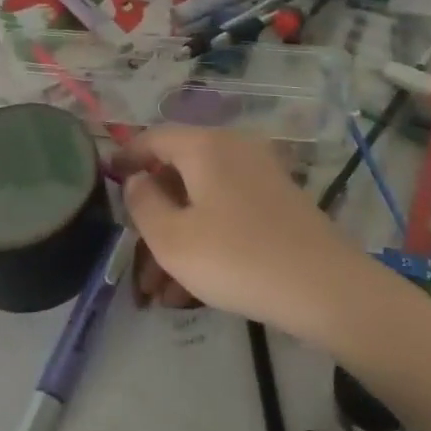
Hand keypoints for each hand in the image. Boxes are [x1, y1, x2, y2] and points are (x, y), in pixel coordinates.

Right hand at [119, 127, 361, 339]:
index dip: (127, 156)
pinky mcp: (278, 202)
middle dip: (153, 216)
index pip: (155, 137)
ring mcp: (260, 174)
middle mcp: (234, 148)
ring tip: (161, 293)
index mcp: (205, 146)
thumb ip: (143, 204)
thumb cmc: (237, 258)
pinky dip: (206, 240)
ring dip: (178, 239)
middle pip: (180, 172)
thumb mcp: (173, 239)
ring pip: (203, 201)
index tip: (106, 176)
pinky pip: (229, 213)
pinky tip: (193, 289)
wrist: (324, 286)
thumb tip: (137, 180)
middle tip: (135, 256)